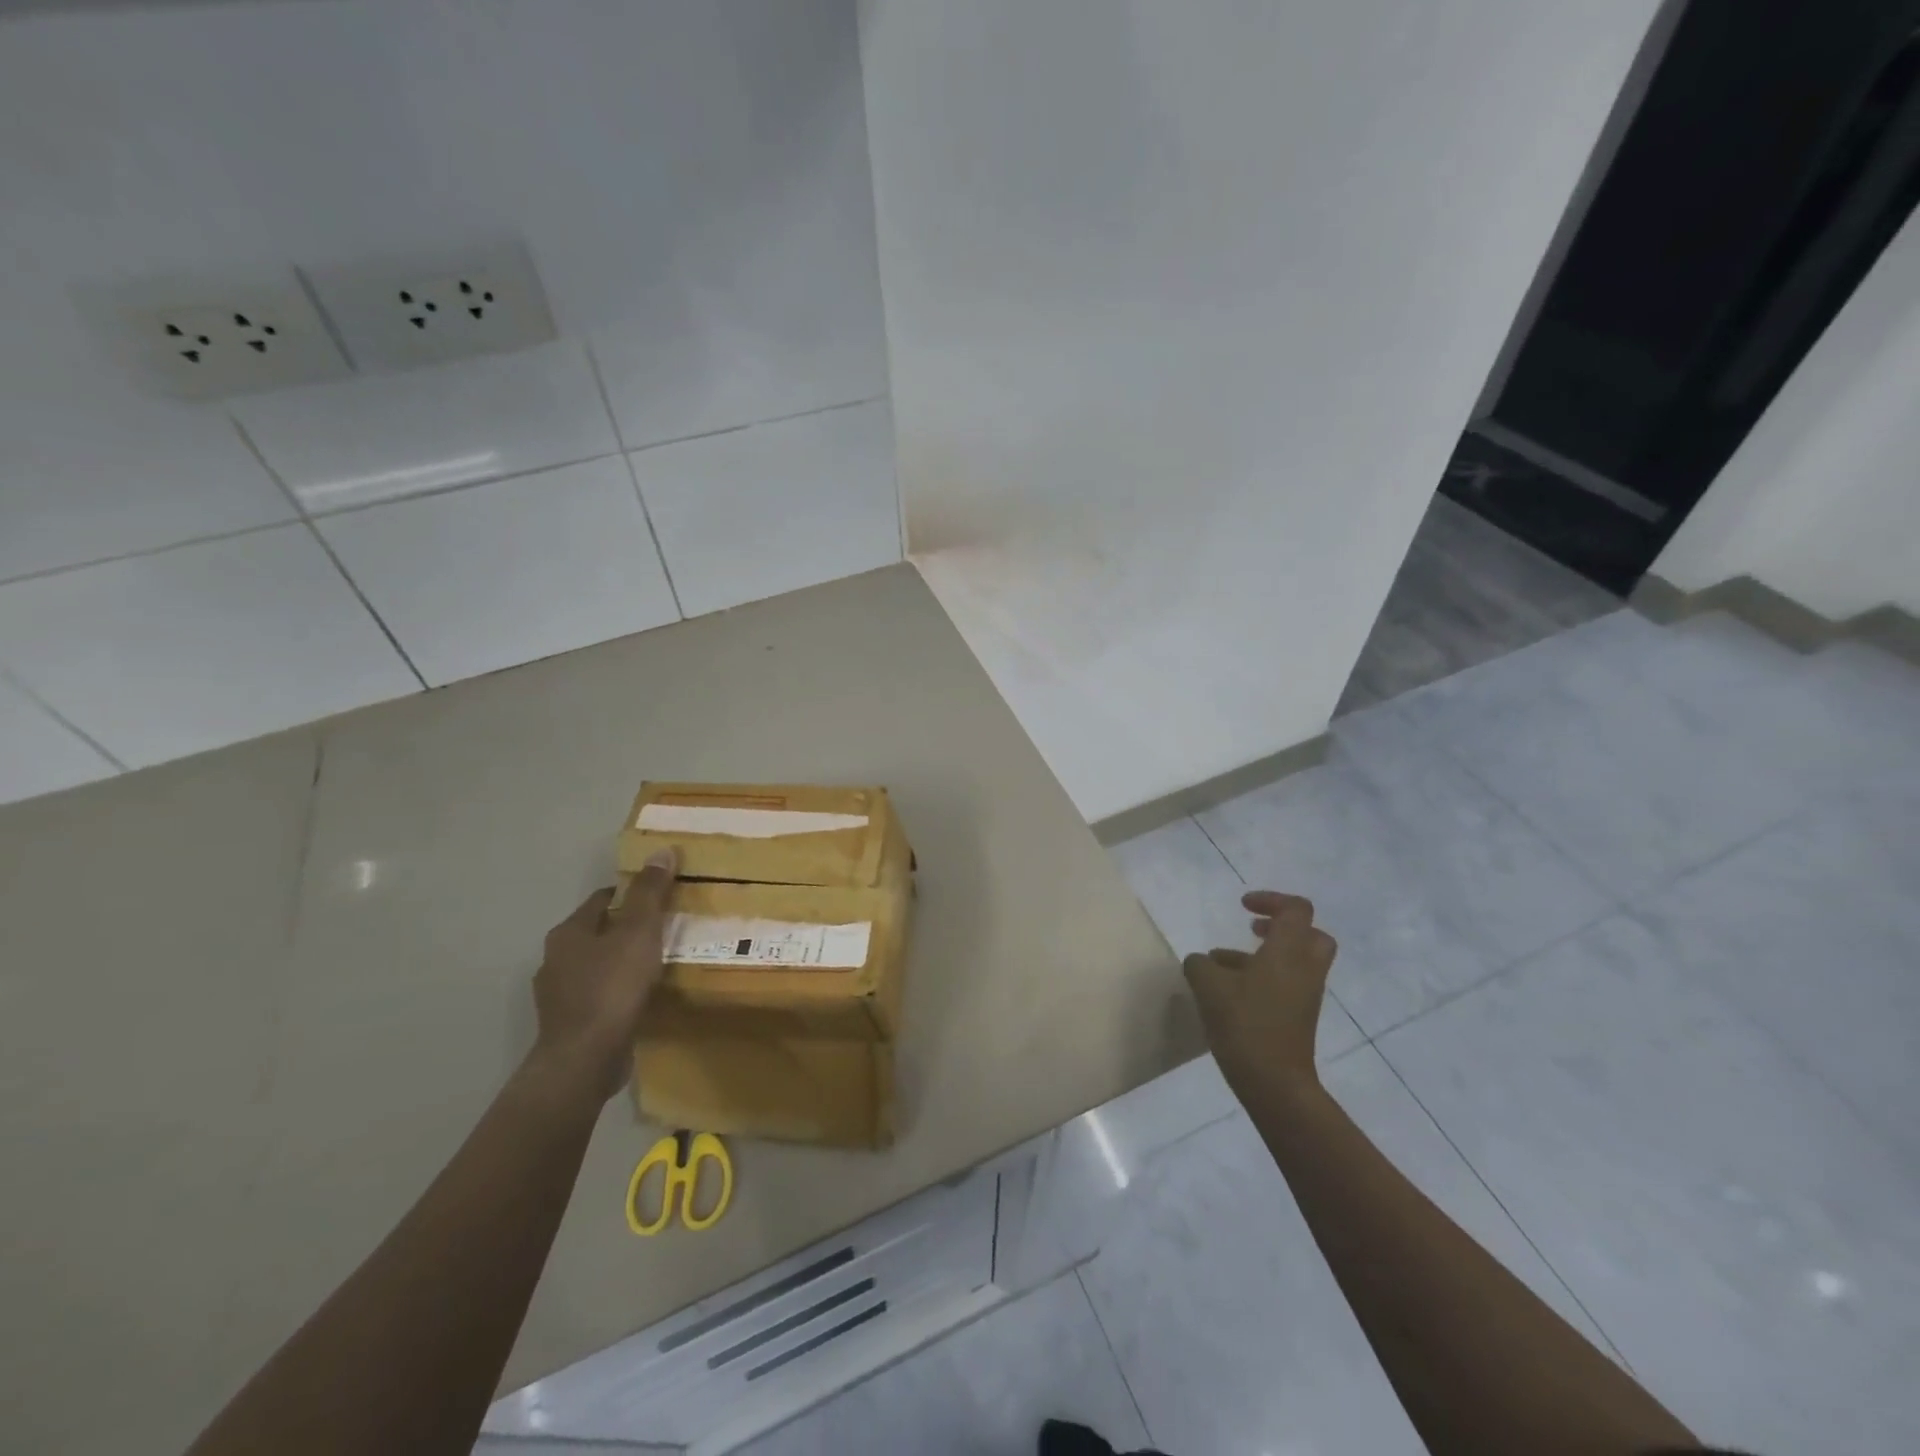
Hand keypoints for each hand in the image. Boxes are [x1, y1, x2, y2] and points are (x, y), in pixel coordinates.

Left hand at [529, 850, 676, 1101]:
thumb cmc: (612, 987)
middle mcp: (556, 960)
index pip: (602, 900)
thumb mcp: (639, 932)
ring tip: (658, 964)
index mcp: (568, 933)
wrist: (584, 1059)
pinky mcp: (571, 1025)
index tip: (660, 896)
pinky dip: (619, 993)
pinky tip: (642, 998)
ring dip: (623, 963)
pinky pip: (600, 997)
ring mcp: (560, 996)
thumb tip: (662, 850)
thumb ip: (651, 893)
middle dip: (628, 929)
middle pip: (598, 933)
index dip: (632, 894)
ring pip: (598, 967)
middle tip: (665, 929)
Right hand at [1183, 890, 1337, 1099]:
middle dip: (1281, 927)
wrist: (1274, 1082)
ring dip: (1265, 954)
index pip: (1296, 909)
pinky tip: (1229, 991)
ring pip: (1295, 961)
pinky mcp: (1299, 1016)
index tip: (1243, 907)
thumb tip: (1201, 962)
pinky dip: (1264, 977)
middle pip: (1310, 934)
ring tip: (1221, 962)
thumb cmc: (1244, 1024)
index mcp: (1288, 951)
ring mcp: (1305, 994)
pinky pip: (1287, 983)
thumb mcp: (1208, 986)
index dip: (1271, 900)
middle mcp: (1304, 968)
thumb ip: (1200, 964)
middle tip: (1253, 930)